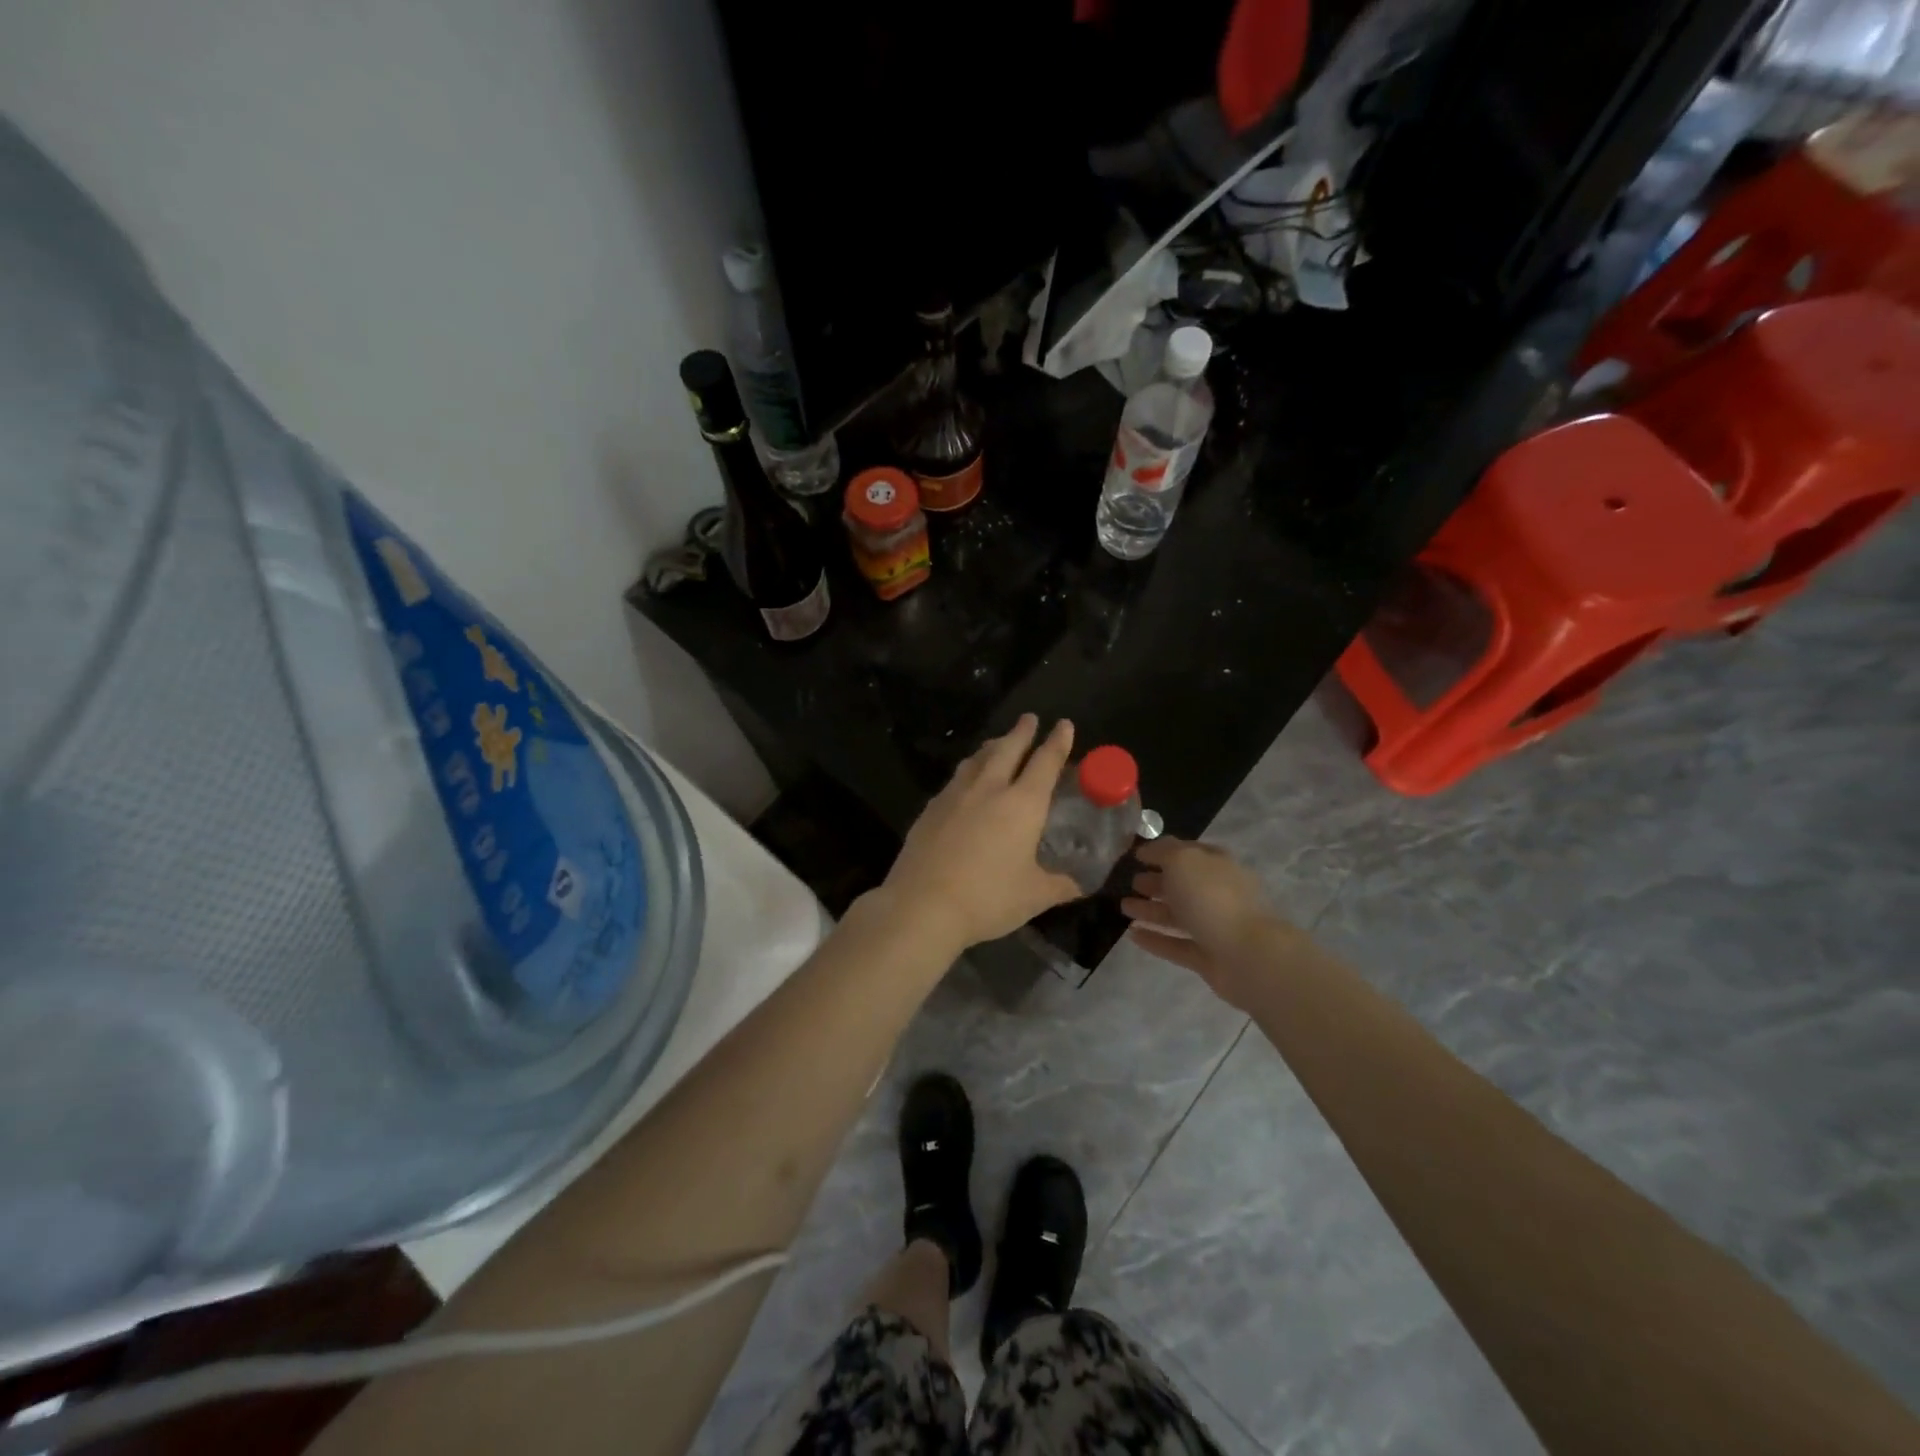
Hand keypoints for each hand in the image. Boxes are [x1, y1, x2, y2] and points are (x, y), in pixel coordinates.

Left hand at [875, 714, 1081, 951]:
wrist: (922, 905)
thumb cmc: (987, 898)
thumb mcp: (1033, 896)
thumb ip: (1060, 885)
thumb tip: (1080, 884)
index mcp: (1022, 804)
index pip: (1045, 762)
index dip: (1057, 742)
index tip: (1064, 724)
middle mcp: (989, 789)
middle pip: (1007, 749)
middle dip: (1022, 732)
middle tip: (1029, 719)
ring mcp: (955, 795)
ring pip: (977, 759)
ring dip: (992, 746)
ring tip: (998, 743)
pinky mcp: (930, 809)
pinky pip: (955, 779)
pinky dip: (968, 770)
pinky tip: (965, 782)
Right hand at [1121, 838, 1289, 1008]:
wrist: (1248, 955)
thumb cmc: (1213, 898)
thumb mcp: (1183, 861)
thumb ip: (1163, 851)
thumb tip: (1148, 850)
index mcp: (1217, 865)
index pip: (1188, 852)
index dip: (1162, 851)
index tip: (1136, 855)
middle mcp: (1217, 893)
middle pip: (1183, 885)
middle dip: (1156, 881)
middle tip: (1130, 882)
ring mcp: (1214, 927)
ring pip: (1178, 915)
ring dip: (1151, 909)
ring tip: (1123, 907)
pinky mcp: (1207, 958)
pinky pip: (1176, 945)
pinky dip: (1155, 939)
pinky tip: (1132, 935)